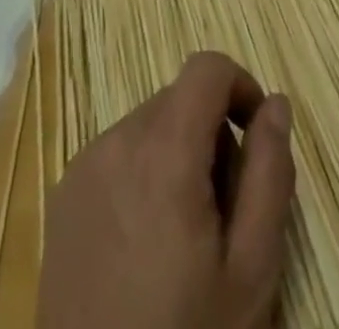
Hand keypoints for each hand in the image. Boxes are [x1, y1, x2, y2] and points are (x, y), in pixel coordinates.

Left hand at [38, 51, 295, 328]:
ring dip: (178, 154)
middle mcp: (117, 140)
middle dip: (212, 134)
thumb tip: (276, 104)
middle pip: (179, 99)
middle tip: (226, 209)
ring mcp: (83, 166)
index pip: (206, 67)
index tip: (257, 136)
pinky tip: (146, 243)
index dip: (241, 86)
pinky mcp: (62, 195)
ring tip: (186, 234)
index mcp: (163, 150)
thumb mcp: (251, 271)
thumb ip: (270, 174)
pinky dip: (143, 173)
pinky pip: (117, 153)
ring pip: (149, 125)